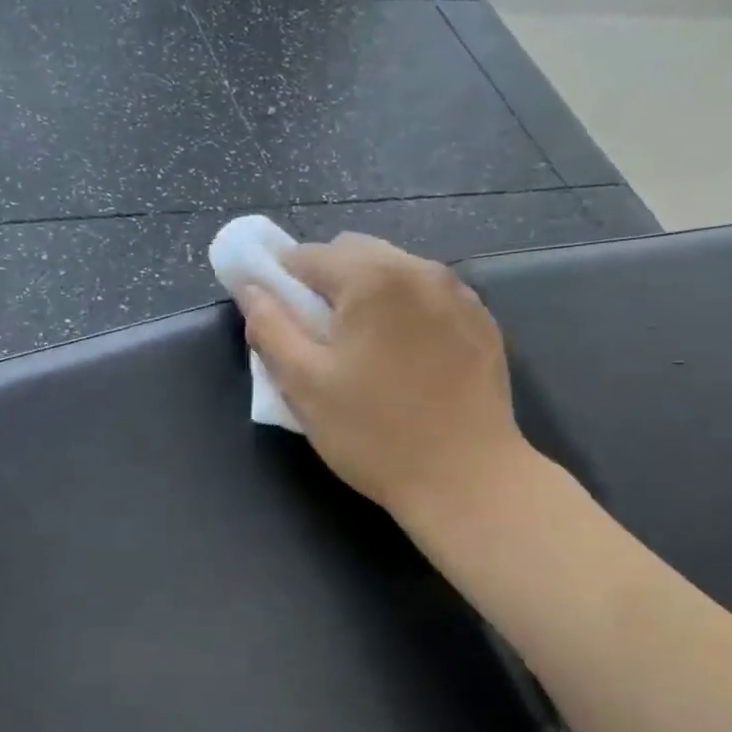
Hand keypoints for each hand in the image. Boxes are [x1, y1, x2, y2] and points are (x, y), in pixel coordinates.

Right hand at [237, 233, 535, 525]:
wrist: (466, 479)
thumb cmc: (373, 433)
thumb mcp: (304, 385)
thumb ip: (270, 328)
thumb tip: (249, 288)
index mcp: (372, 279)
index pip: (308, 255)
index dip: (280, 280)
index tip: (275, 317)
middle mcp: (420, 270)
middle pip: (354, 253)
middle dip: (325, 282)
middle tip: (316, 336)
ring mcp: (459, 293)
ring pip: (394, 271)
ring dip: (365, 294)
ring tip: (361, 348)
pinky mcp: (481, 321)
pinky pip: (427, 295)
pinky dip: (402, 310)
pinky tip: (402, 358)